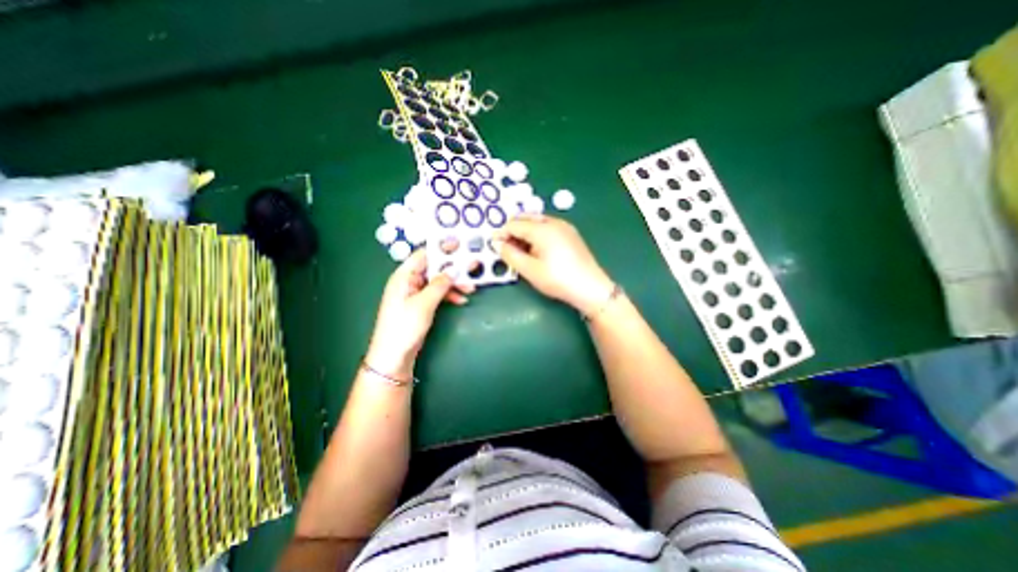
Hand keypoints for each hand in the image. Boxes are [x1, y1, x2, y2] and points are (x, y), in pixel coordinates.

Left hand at [367, 251, 476, 380]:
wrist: (394, 356)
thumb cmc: (404, 327)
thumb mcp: (423, 304)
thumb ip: (439, 284)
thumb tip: (453, 269)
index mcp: (404, 276)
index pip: (424, 255)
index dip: (442, 249)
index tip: (461, 246)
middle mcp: (409, 281)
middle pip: (434, 267)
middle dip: (453, 269)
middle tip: (472, 267)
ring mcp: (415, 293)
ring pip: (438, 281)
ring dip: (454, 283)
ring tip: (470, 288)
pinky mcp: (421, 304)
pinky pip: (438, 293)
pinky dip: (449, 295)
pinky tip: (460, 300)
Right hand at [493, 213, 611, 313]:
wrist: (590, 288)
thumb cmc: (558, 280)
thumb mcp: (530, 270)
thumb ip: (510, 255)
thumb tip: (497, 244)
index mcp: (542, 229)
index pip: (514, 224)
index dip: (501, 233)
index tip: (494, 245)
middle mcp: (553, 222)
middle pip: (526, 218)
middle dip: (513, 230)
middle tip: (506, 247)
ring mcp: (564, 227)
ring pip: (538, 222)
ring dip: (525, 231)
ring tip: (520, 250)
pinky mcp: (571, 234)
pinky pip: (548, 227)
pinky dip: (537, 234)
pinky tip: (537, 249)